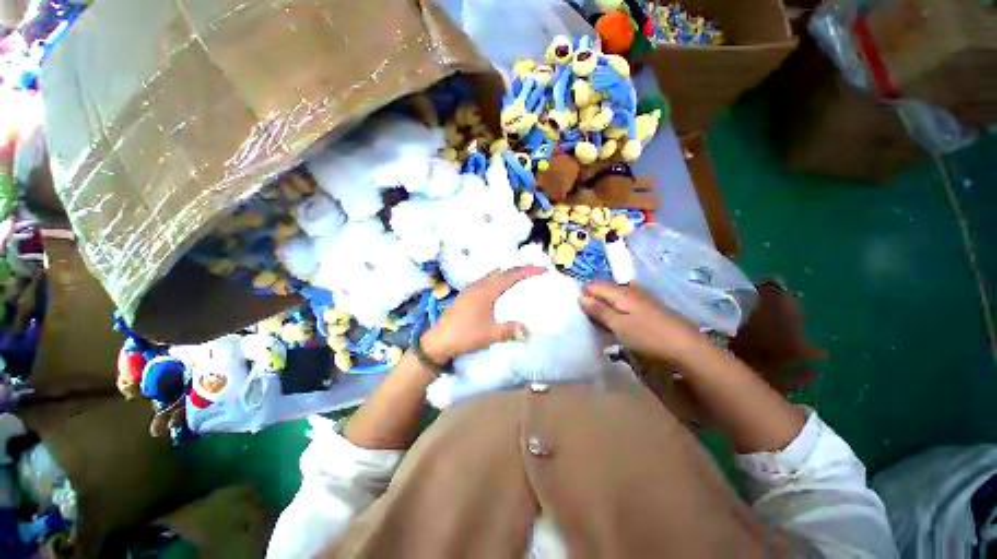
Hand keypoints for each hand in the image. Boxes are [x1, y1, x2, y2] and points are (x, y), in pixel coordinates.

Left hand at [421, 266, 546, 361]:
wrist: (438, 341)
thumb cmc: (464, 335)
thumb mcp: (489, 334)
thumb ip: (509, 330)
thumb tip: (528, 331)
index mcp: (486, 290)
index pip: (510, 275)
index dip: (527, 271)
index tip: (542, 269)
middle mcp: (478, 285)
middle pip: (502, 271)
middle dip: (518, 269)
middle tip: (533, 271)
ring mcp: (471, 290)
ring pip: (493, 276)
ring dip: (507, 274)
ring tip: (520, 278)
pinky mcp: (466, 296)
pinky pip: (487, 282)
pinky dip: (498, 281)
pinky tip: (500, 291)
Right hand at [579, 282, 702, 362]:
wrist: (687, 348)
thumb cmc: (648, 336)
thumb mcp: (619, 325)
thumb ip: (599, 310)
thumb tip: (580, 297)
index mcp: (620, 292)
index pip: (593, 286)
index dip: (584, 297)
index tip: (582, 314)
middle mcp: (630, 290)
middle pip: (604, 291)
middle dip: (595, 304)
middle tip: (593, 323)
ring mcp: (641, 298)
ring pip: (615, 299)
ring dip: (607, 310)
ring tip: (605, 326)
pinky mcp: (649, 308)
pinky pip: (626, 305)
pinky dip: (618, 313)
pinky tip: (622, 326)